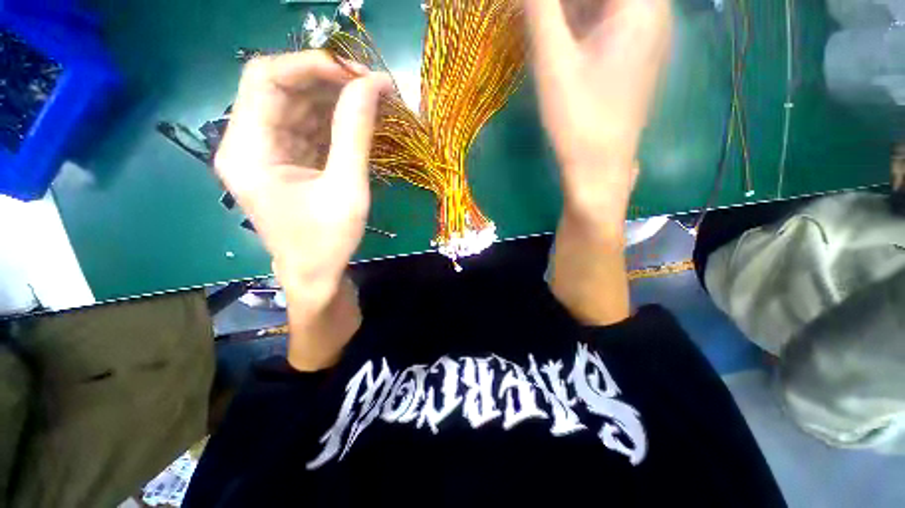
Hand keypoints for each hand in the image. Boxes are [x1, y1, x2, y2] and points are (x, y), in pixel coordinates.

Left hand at [215, 51, 390, 369]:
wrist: (317, 276)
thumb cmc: (327, 241)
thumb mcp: (347, 189)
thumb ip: (355, 133)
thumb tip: (373, 84)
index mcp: (247, 149)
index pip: (266, 79)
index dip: (310, 65)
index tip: (357, 74)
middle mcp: (249, 142)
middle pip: (281, 88)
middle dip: (328, 80)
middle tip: (372, 85)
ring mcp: (268, 151)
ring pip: (298, 106)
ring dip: (335, 99)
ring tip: (374, 100)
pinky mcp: (287, 161)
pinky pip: (308, 127)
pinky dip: (335, 120)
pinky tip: (361, 119)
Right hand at [526, 0, 671, 231]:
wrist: (599, 168)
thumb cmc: (578, 120)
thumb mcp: (554, 63)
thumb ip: (540, 11)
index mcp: (641, 5)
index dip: (559, 0)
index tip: (540, 11)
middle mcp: (654, 12)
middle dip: (566, 4)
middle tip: (538, 17)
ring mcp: (647, 36)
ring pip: (607, 4)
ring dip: (573, 10)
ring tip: (544, 24)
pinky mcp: (635, 57)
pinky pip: (610, 22)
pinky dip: (583, 21)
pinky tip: (562, 37)